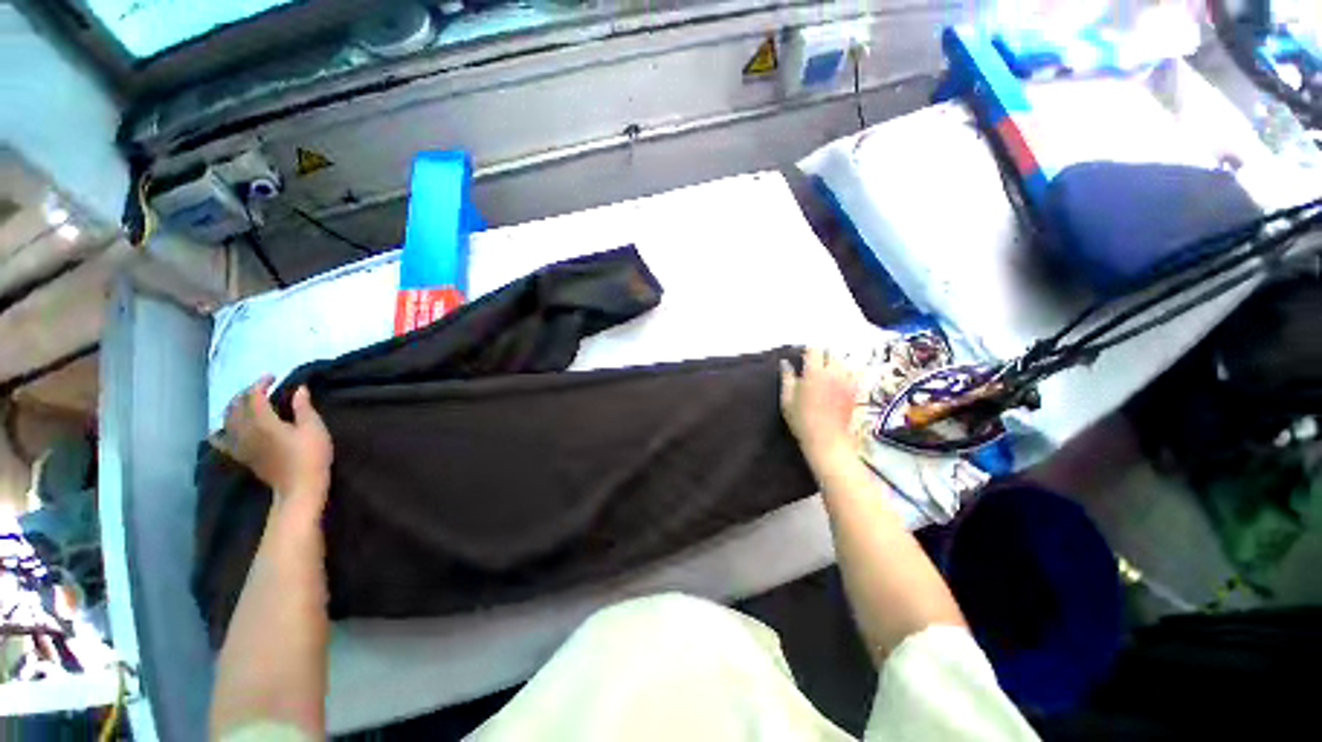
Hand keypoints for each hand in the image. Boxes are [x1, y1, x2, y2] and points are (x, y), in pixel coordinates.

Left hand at [215, 375, 332, 509]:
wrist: (299, 487)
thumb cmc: (311, 455)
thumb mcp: (314, 428)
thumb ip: (303, 407)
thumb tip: (299, 389)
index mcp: (263, 422)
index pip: (253, 396)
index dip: (260, 383)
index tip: (272, 377)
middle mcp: (245, 431)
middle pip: (236, 406)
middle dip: (245, 393)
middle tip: (260, 388)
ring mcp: (239, 445)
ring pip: (226, 421)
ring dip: (233, 408)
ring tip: (244, 404)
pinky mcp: (240, 456)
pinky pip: (221, 441)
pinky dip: (220, 431)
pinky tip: (223, 429)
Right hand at [780, 348, 859, 467]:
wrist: (827, 440)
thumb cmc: (802, 420)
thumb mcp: (787, 399)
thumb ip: (787, 378)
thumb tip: (785, 363)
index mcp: (814, 372)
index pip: (815, 350)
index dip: (808, 352)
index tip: (802, 359)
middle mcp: (834, 373)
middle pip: (831, 354)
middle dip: (822, 357)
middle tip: (813, 367)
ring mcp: (847, 381)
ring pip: (843, 363)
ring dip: (834, 364)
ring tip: (826, 374)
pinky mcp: (856, 391)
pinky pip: (853, 374)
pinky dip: (846, 374)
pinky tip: (838, 383)